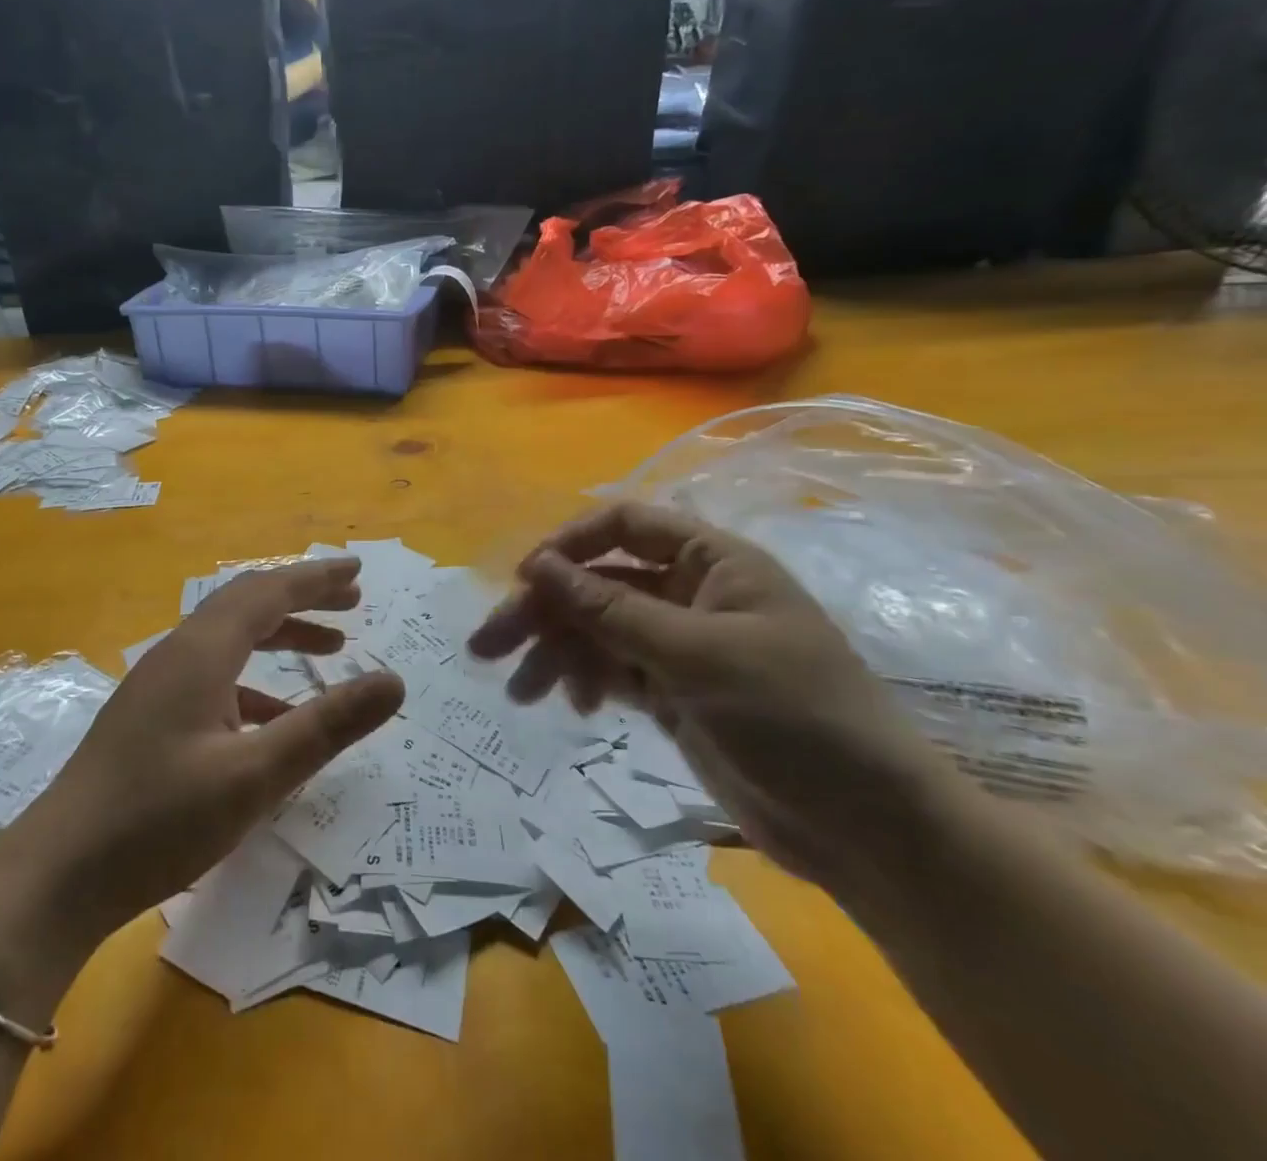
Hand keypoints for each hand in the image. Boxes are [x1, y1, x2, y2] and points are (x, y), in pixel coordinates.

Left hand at [0, 558, 404, 945]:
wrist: (58, 873)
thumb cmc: (159, 820)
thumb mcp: (256, 776)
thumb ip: (327, 725)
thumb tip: (393, 681)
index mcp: (201, 652)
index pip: (268, 592)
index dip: (316, 578)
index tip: (357, 570)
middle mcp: (179, 654)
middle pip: (247, 604)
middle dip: (301, 597)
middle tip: (351, 602)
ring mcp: (159, 684)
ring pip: (230, 638)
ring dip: (279, 635)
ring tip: (329, 649)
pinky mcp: (151, 715)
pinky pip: (214, 675)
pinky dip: (254, 679)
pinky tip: (275, 717)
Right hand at [470, 503, 953, 891]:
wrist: (871, 832)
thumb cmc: (796, 718)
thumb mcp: (697, 656)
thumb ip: (611, 608)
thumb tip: (536, 565)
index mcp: (712, 562)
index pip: (623, 526)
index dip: (569, 545)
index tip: (523, 579)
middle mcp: (690, 594)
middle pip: (597, 583)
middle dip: (543, 612)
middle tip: (487, 645)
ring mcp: (680, 645)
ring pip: (596, 630)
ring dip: (555, 653)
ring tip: (519, 691)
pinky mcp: (672, 692)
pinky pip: (612, 670)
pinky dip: (585, 681)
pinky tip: (572, 706)